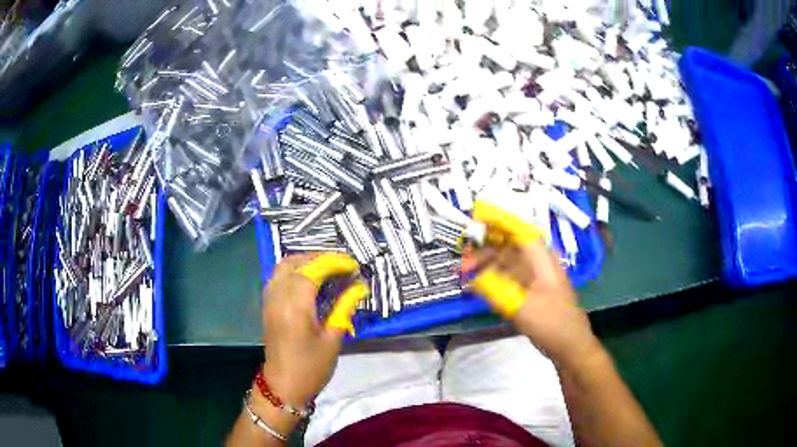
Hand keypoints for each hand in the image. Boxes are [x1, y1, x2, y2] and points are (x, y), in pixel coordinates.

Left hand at [261, 253, 367, 406]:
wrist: (283, 387)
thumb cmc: (311, 367)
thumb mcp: (333, 339)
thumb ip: (343, 308)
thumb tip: (358, 287)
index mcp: (295, 307)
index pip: (312, 271)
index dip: (333, 263)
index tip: (352, 265)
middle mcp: (278, 298)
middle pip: (292, 262)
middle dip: (316, 257)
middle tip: (339, 264)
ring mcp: (269, 301)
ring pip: (282, 268)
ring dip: (303, 262)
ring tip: (326, 269)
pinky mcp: (267, 307)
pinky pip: (277, 278)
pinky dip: (293, 271)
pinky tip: (308, 281)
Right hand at [466, 201, 601, 368]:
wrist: (570, 344)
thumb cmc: (551, 322)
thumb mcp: (521, 306)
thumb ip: (495, 290)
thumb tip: (471, 276)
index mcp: (541, 258)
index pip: (518, 229)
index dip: (498, 220)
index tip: (476, 217)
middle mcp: (538, 263)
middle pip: (510, 246)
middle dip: (486, 247)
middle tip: (463, 256)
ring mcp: (535, 278)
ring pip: (508, 262)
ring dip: (488, 264)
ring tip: (466, 271)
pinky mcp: (531, 292)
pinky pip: (510, 278)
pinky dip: (494, 279)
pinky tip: (480, 286)